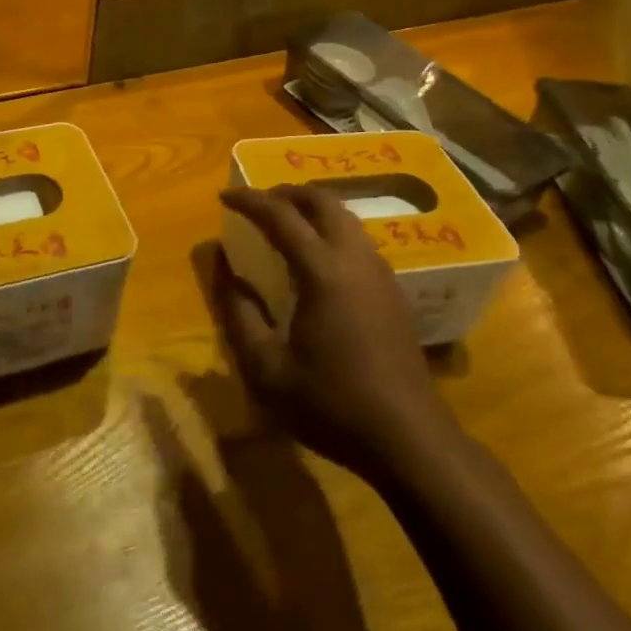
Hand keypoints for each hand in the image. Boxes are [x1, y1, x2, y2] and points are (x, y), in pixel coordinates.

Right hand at [213, 185, 457, 477]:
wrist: (408, 438)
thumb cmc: (331, 404)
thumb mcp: (266, 369)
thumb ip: (238, 312)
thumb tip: (223, 266)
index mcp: (322, 271)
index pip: (281, 216)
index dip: (250, 200)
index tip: (224, 195)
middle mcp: (354, 258)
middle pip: (322, 201)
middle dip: (286, 193)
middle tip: (257, 202)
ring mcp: (379, 272)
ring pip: (344, 216)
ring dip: (311, 209)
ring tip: (283, 223)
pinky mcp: (392, 290)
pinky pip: (357, 238)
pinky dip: (330, 228)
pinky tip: (316, 257)